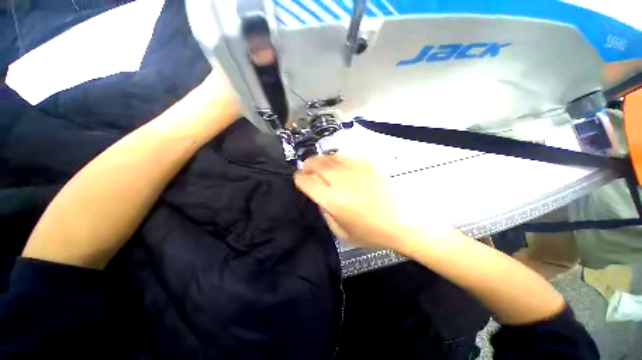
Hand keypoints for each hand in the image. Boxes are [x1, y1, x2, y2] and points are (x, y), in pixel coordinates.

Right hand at [294, 155, 453, 249]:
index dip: (299, 178)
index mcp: (332, 199)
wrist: (402, 222)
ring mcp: (355, 170)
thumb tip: (319, 197)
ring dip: (321, 160)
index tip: (299, 179)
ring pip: (330, 157)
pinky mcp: (367, 165)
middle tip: (307, 169)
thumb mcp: (340, 232)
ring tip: (321, 165)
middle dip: (308, 165)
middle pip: (316, 164)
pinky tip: (339, 164)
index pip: (306, 181)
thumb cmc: (370, 232)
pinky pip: (346, 156)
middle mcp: (341, 181)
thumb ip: (325, 212)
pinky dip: (338, 158)